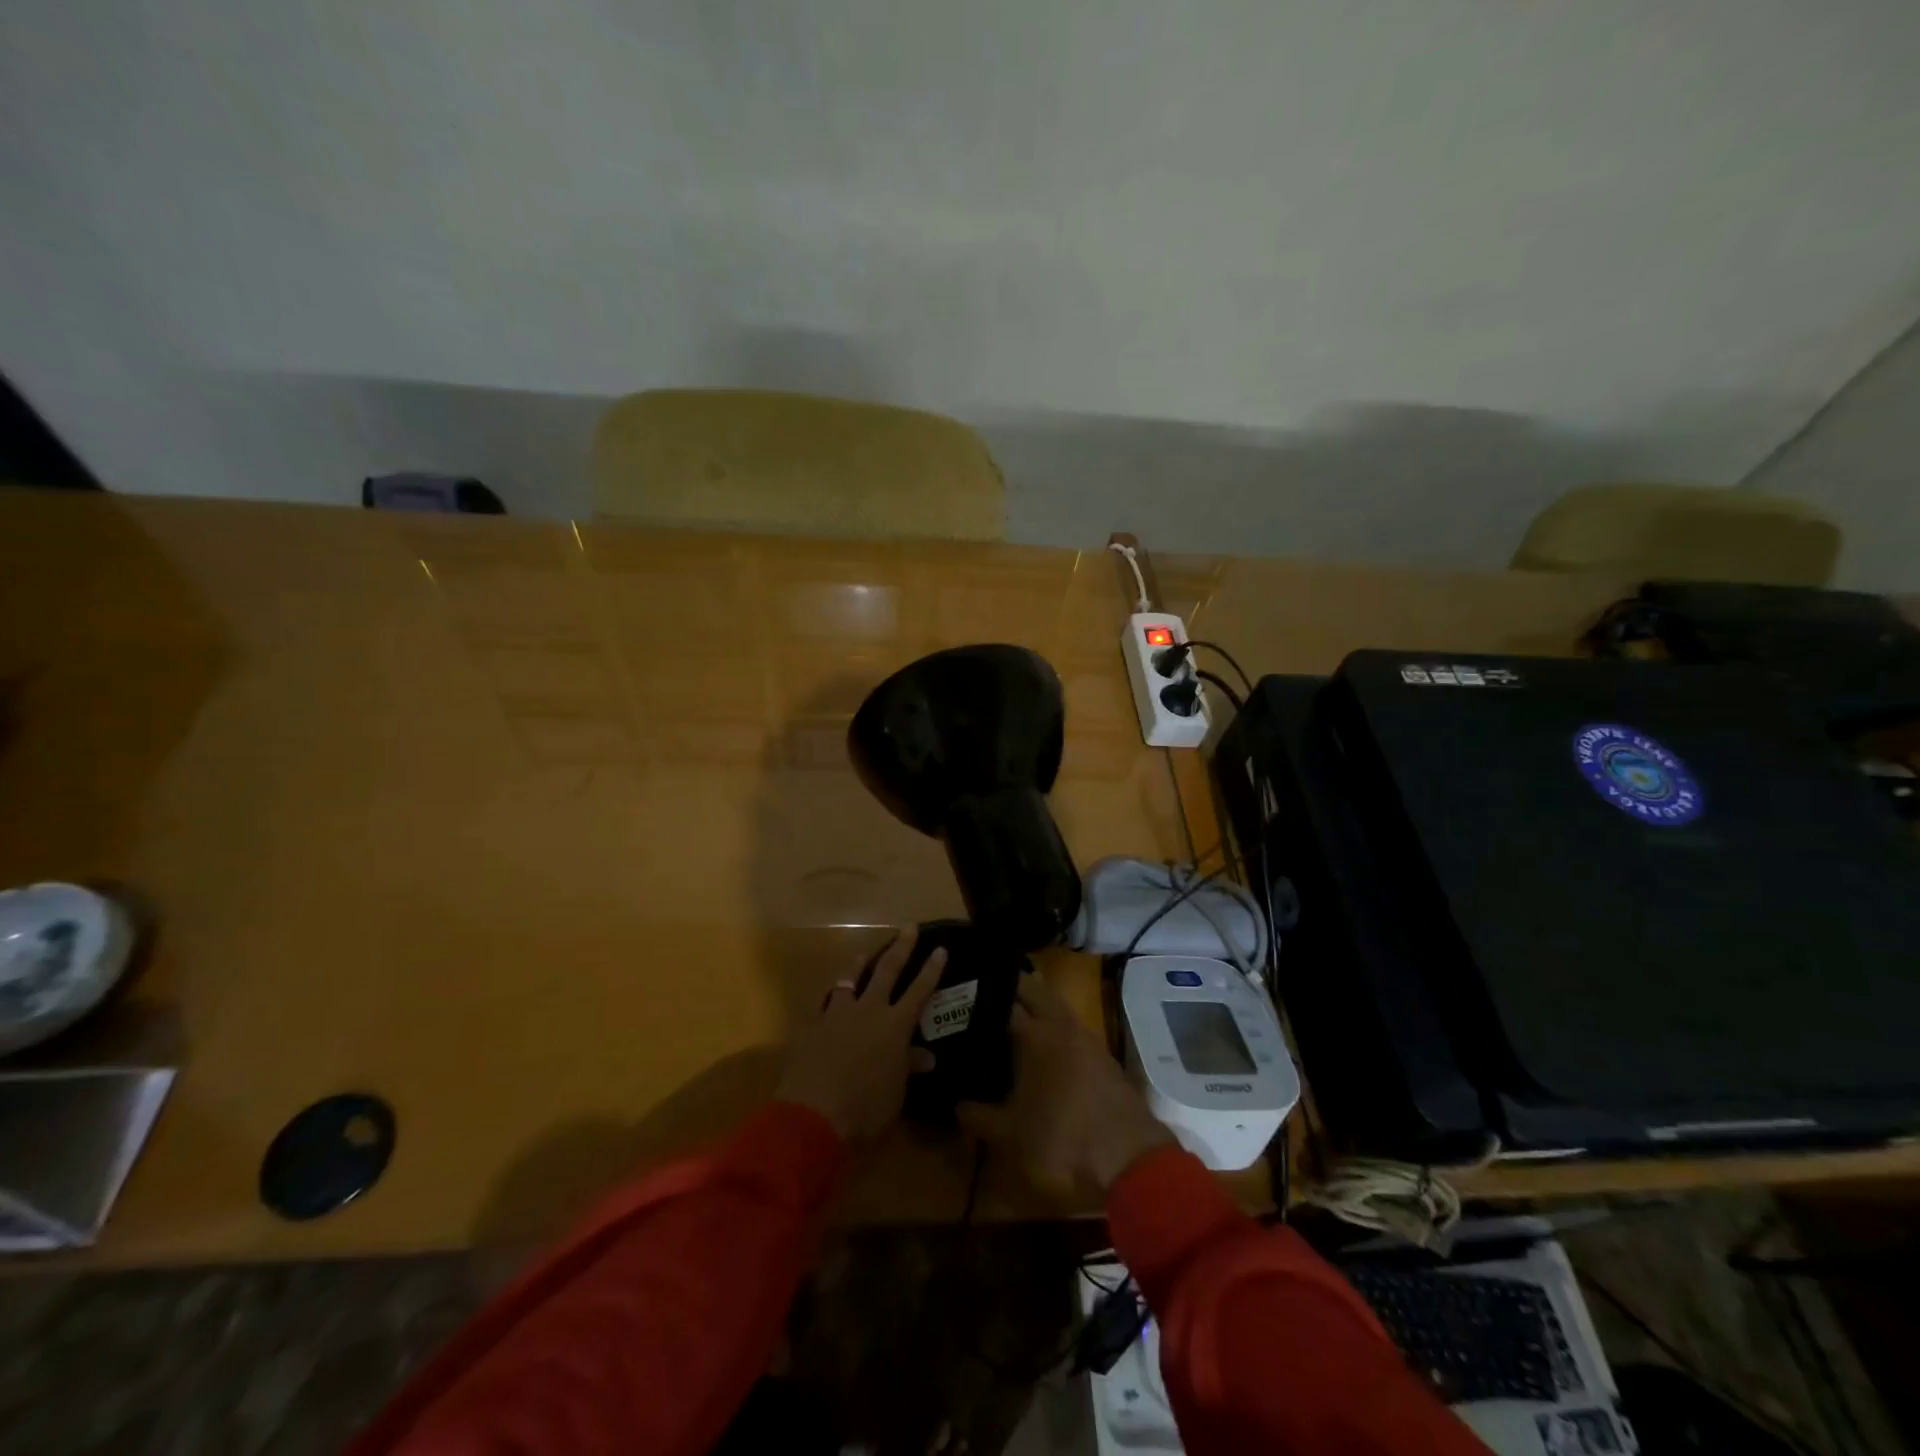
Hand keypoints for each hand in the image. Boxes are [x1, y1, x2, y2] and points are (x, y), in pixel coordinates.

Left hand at [776, 926, 944, 1141]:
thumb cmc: (865, 1108)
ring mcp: (837, 1014)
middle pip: (887, 970)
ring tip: (865, 952)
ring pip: (850, 978)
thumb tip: (926, 1056)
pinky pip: (823, 1002)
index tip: (940, 948)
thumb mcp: (895, 1092)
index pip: (919, 991)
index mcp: (895, 1026)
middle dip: (900, 947)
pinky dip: (830, 997)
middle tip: (908, 927)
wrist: (812, 1113)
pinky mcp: (811, 1024)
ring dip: (860, 962)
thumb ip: (908, 1067)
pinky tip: (829, 995)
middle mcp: (868, 1010)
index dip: (931, 970)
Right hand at [955, 972, 1174, 1196]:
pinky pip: (1070, 1025)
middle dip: (1009, 985)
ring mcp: (1086, 1037)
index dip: (978, 997)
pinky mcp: (1102, 1055)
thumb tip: (958, 1105)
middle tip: (982, 994)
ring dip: (1035, 1002)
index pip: (1001, 1000)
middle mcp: (1060, 1025)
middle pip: (1033, 989)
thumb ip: (979, 1117)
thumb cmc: (1062, 1143)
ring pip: (1055, 1004)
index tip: (958, 997)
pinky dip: (1053, 1024)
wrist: (1130, 1162)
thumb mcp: (1011, 1137)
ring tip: (1008, 1014)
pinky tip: (1041, 1045)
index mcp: (1034, 1035)